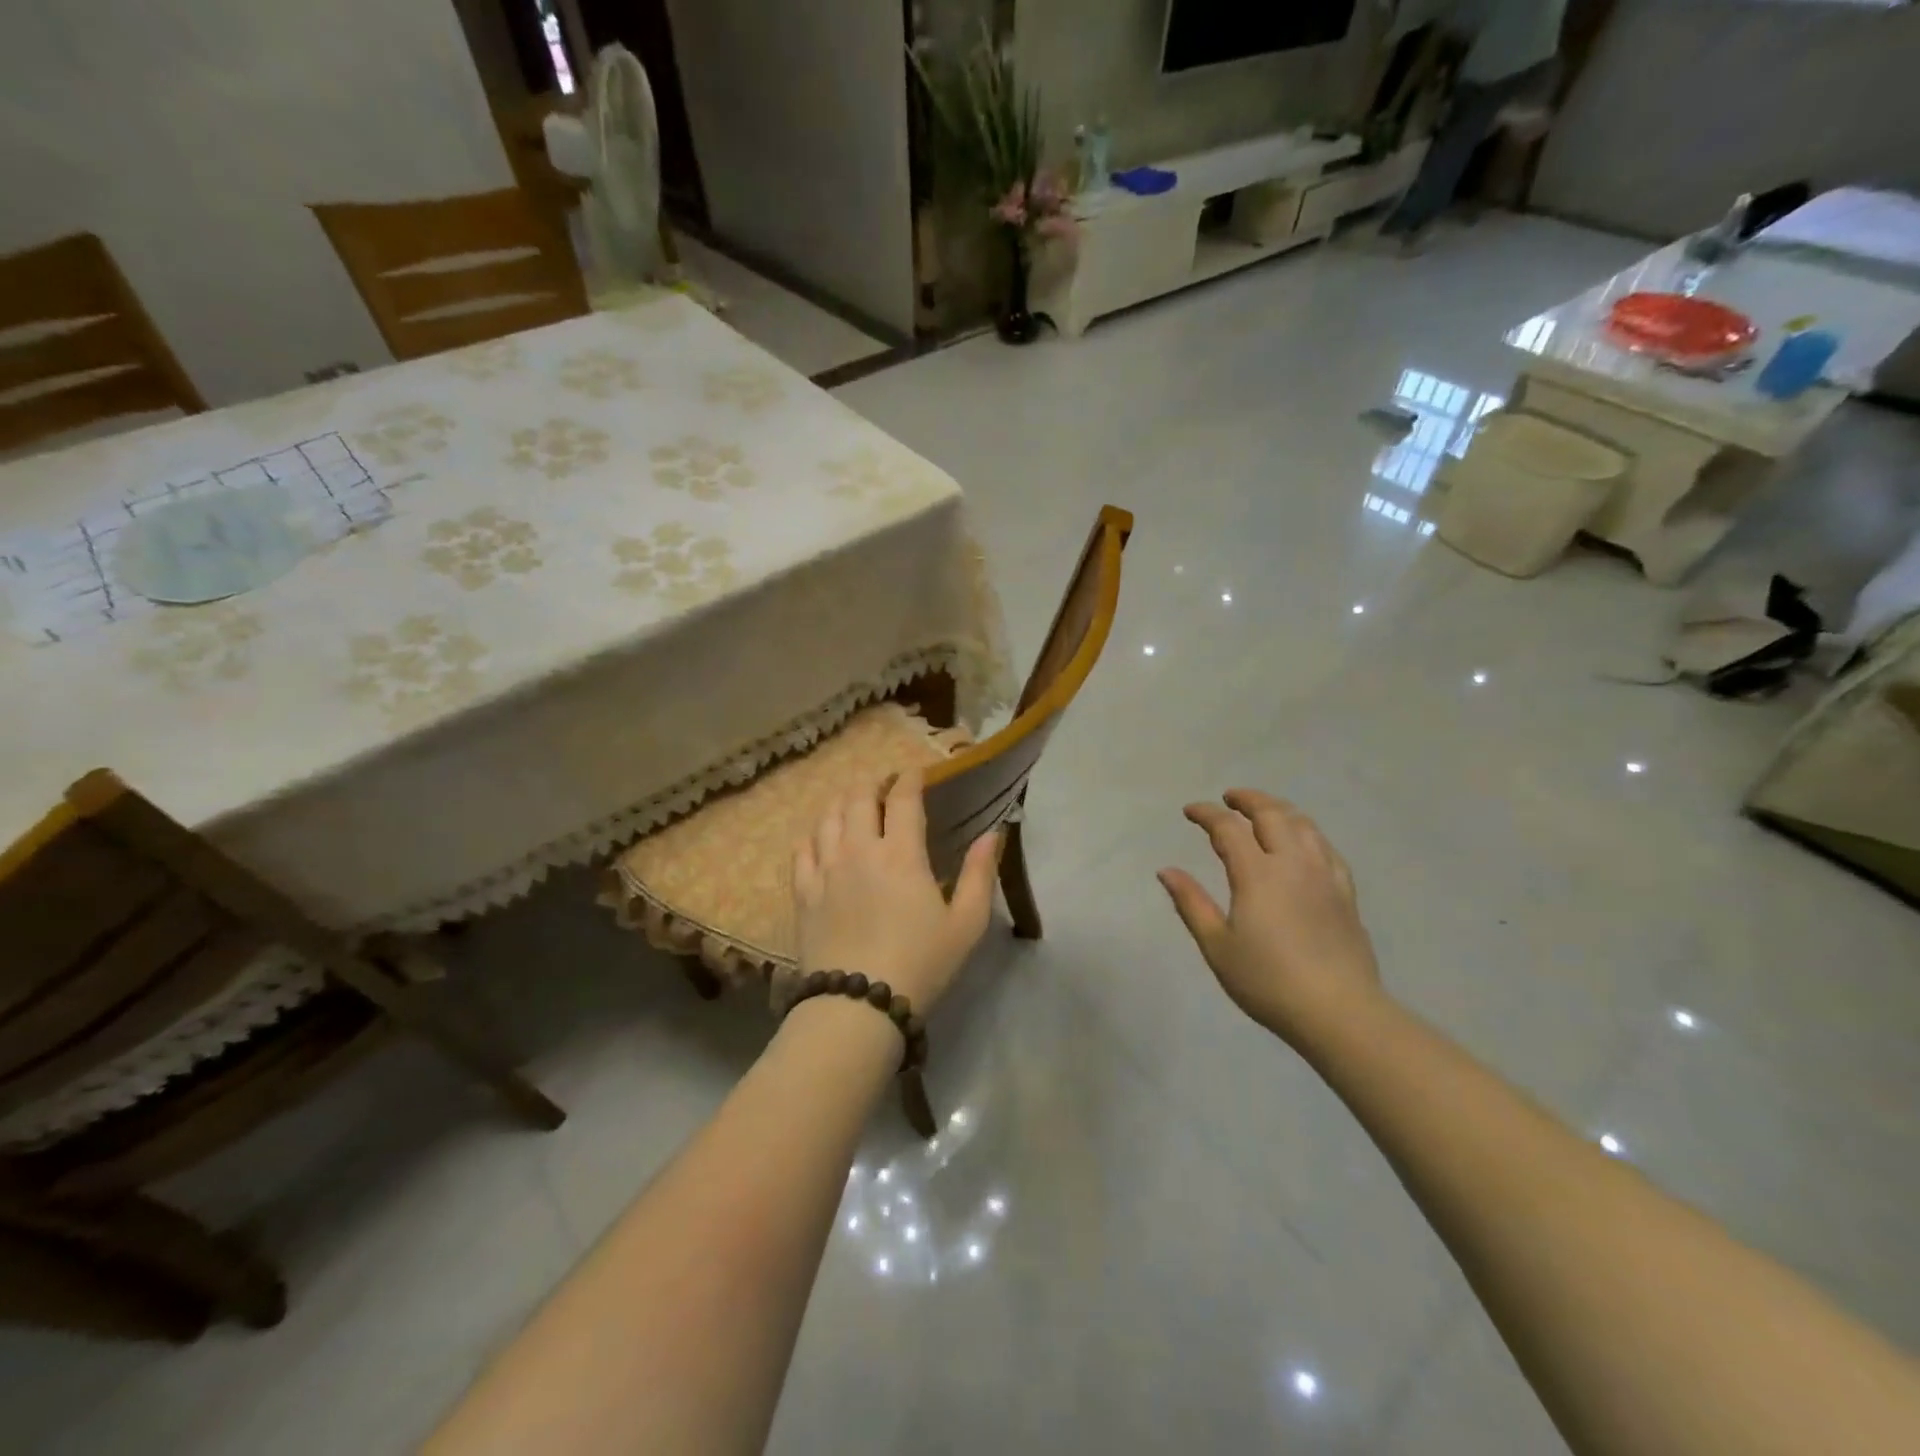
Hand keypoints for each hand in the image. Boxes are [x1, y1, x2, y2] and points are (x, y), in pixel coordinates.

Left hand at [792, 770, 1000, 1012]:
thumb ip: (981, 874)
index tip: (915, 773)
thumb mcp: (966, 924)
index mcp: (901, 853)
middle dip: (873, 784)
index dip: (909, 778)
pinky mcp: (803, 892)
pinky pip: (802, 848)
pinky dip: (813, 835)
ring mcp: (826, 869)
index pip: (903, 798)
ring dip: (843, 803)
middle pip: (858, 797)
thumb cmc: (920, 963)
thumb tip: (993, 833)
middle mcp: (859, 850)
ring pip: (827, 817)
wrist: (858, 1005)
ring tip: (853, 806)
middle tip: (884, 788)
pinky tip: (821, 839)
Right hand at [1158, 789, 1382, 1045]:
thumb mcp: (1217, 946)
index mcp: (1257, 874)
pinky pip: (1326, 847)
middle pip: (1272, 814)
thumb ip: (1191, 903)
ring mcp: (1324, 875)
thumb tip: (1166, 870)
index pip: (1228, 828)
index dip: (1207, 814)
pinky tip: (1303, 842)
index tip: (1190, 811)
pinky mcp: (1345, 892)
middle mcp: (1293, 863)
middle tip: (1229, 798)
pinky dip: (1308, 833)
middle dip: (1248, 799)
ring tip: (1264, 811)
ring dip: (1279, 809)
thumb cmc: (1268, 981)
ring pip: (1303, 825)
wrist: (1339, 1011)